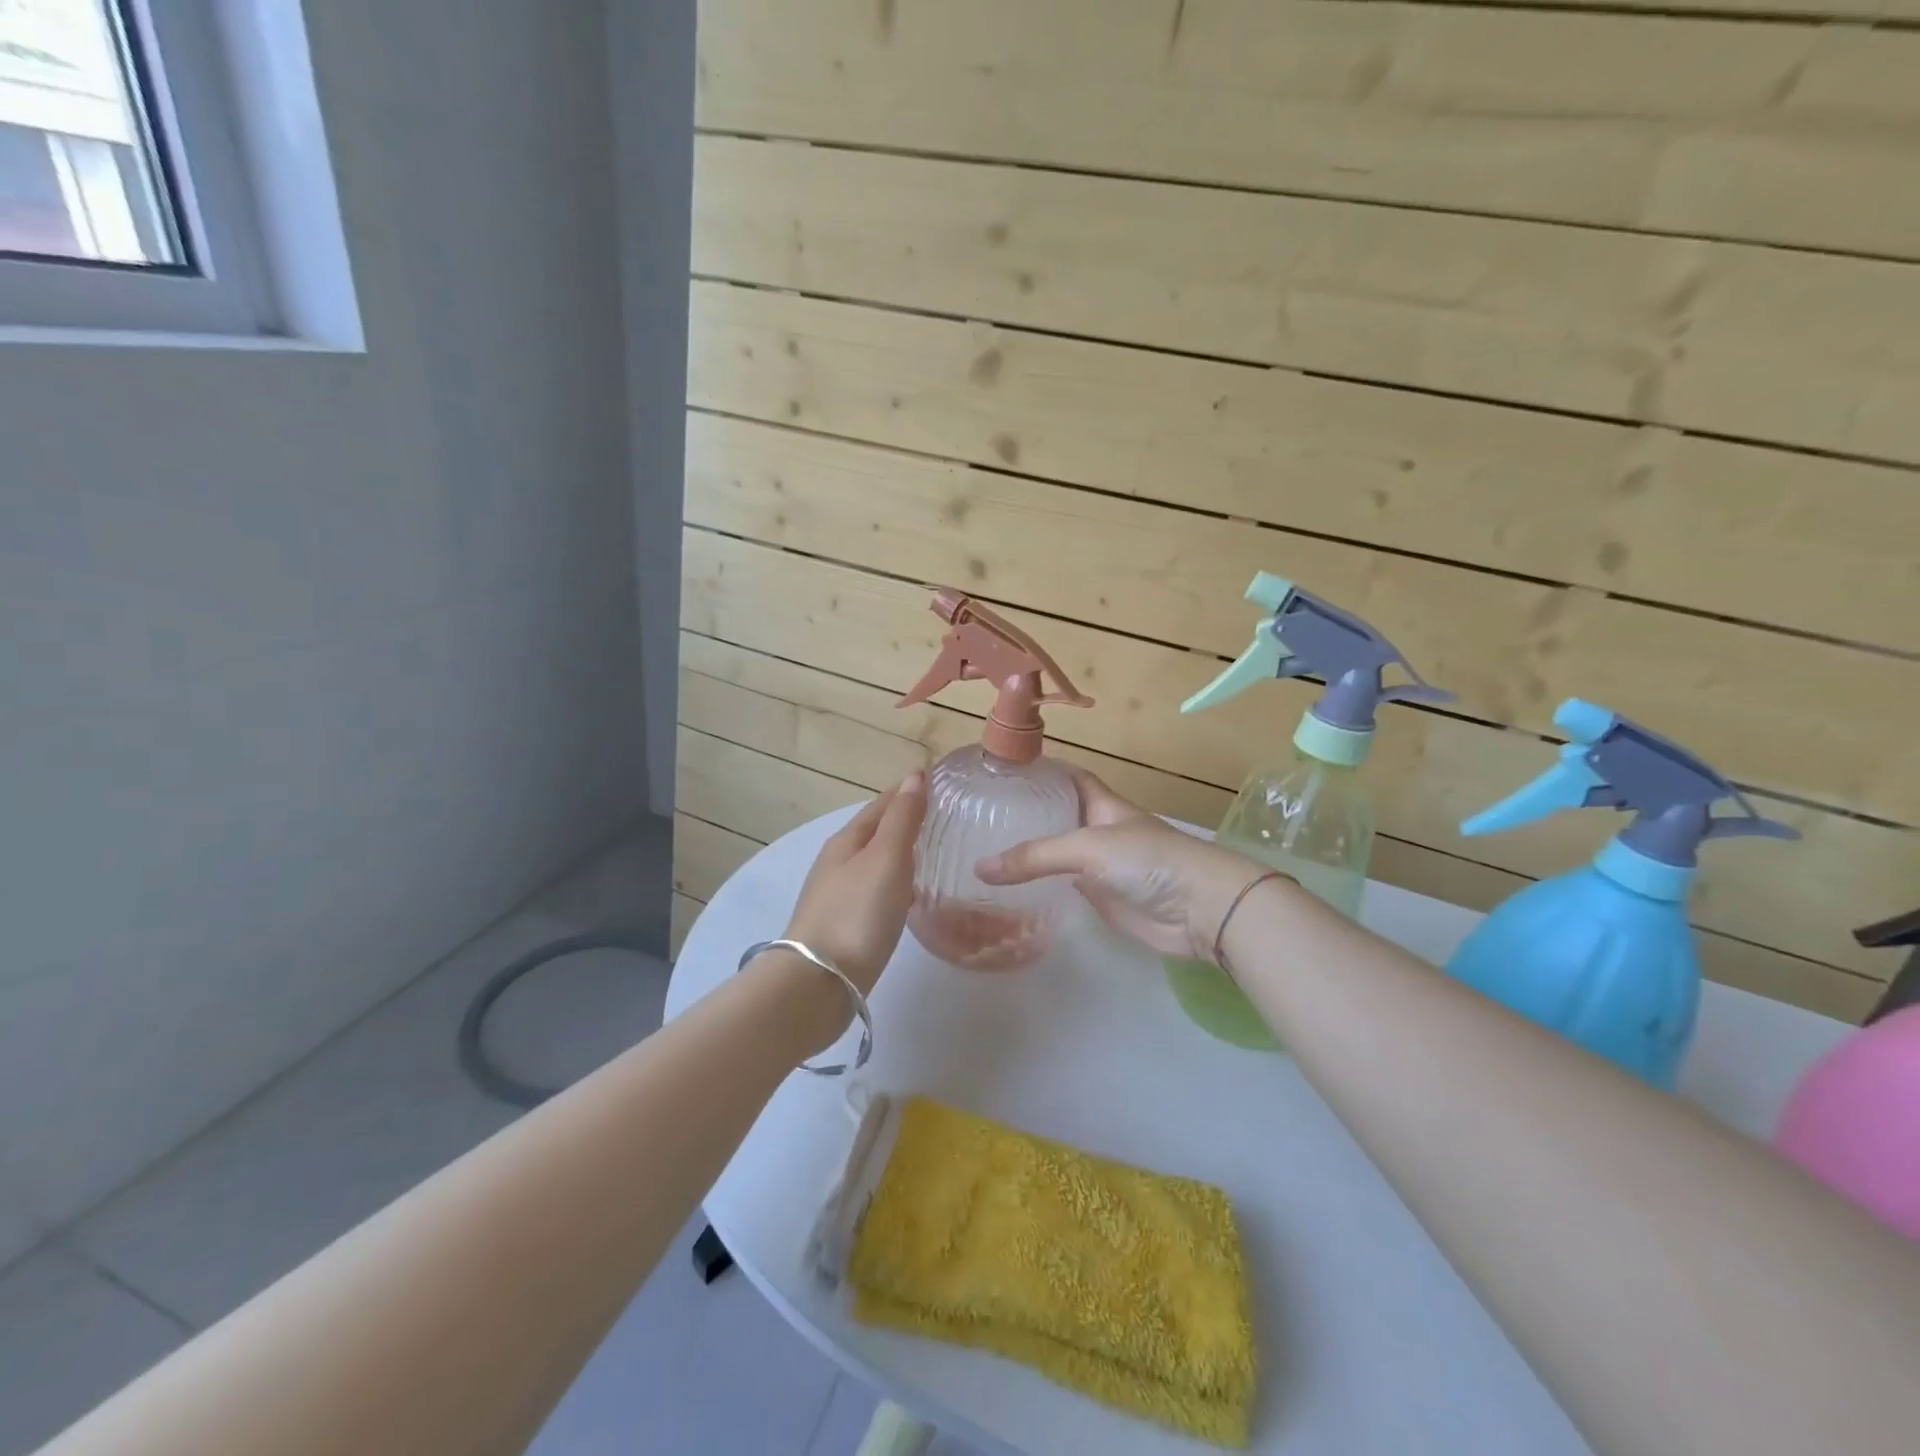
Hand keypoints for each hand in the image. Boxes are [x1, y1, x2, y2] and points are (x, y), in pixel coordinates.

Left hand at [783, 772, 927, 994]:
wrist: (819, 982)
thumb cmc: (856, 913)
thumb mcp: (886, 858)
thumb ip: (902, 818)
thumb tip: (915, 775)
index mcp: (847, 840)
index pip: (882, 804)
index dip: (909, 791)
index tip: (940, 783)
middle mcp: (839, 862)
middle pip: (876, 831)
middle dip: (906, 819)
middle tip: (944, 816)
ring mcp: (839, 894)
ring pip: (875, 862)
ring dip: (901, 852)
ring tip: (934, 852)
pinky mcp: (845, 925)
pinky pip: (876, 890)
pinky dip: (896, 882)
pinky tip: (911, 895)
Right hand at [975, 769, 1270, 962]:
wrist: (1199, 909)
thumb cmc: (1149, 860)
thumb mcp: (1089, 847)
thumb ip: (1036, 856)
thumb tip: (980, 868)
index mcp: (1100, 803)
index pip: (1065, 776)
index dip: (1038, 770)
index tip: (999, 769)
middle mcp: (1096, 829)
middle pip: (1056, 815)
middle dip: (1024, 812)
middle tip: (977, 814)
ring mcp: (1098, 865)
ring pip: (1056, 852)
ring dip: (1028, 852)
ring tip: (981, 847)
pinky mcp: (1099, 897)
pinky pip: (1062, 886)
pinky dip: (1039, 885)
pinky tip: (1008, 888)